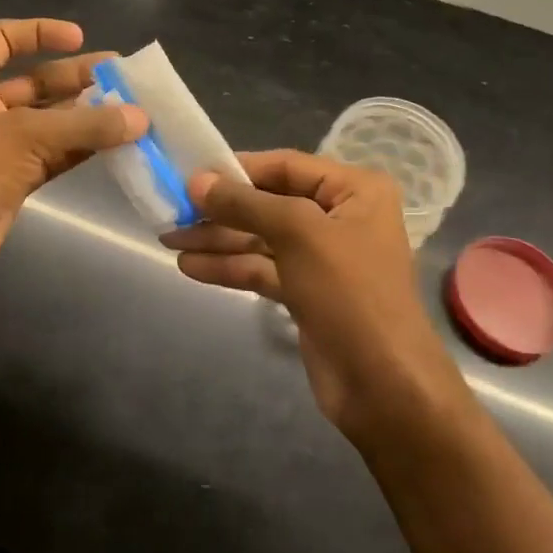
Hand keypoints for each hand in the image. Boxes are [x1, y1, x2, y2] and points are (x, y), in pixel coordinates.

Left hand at [0, 18, 144, 312]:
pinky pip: (52, 156)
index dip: (39, 32)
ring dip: (86, 118)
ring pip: (49, 122)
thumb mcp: (22, 138)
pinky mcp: (10, 182)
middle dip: (78, 79)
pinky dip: (81, 150)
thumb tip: (141, 117)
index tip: (81, 38)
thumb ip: (84, 125)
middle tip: (126, 80)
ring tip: (133, 113)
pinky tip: (116, 146)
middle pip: (34, 81)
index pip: (2, 39)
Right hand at [164, 151, 465, 436]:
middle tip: (172, 210)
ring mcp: (323, 258)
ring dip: (218, 241)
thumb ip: (245, 203)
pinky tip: (191, 267)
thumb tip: (198, 180)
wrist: (383, 386)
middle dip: (222, 210)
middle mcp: (341, 217)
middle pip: (270, 204)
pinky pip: (263, 269)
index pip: (286, 166)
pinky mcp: (307, 293)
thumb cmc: (350, 292)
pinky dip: (230, 268)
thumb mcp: (297, 233)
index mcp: (355, 190)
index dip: (238, 169)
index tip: (192, 174)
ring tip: (169, 240)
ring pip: (261, 239)